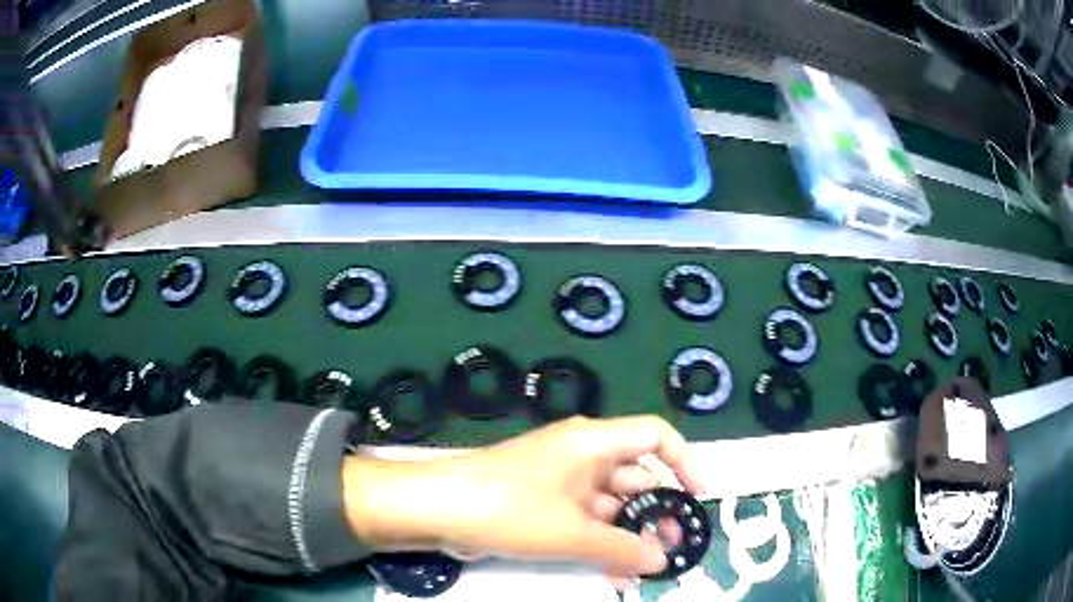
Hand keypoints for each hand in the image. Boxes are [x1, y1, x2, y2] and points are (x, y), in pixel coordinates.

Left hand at [342, 415, 702, 583]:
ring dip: (628, 533)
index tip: (698, 497)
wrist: (437, 510)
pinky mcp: (543, 502)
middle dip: (656, 511)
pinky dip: (600, 541)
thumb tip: (662, 560)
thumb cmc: (509, 508)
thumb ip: (621, 547)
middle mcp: (581, 454)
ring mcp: (560, 479)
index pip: (654, 435)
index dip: (684, 461)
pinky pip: (584, 519)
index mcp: (592, 442)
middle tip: (672, 546)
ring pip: (610, 504)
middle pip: (635, 475)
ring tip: (646, 567)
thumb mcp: (571, 533)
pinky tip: (613, 572)